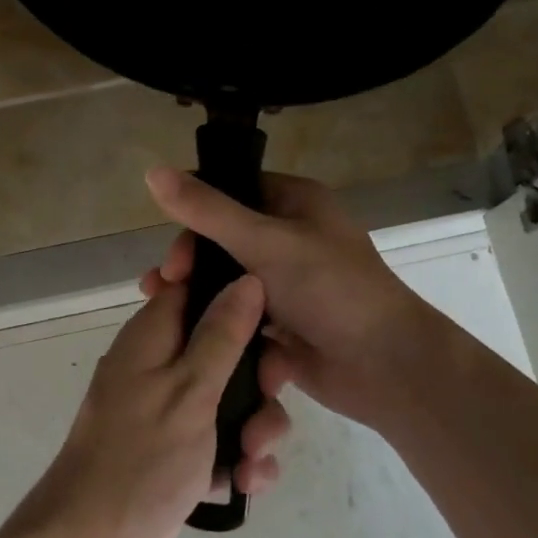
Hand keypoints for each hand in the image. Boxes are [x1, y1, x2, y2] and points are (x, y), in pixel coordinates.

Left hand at [11, 275, 291, 537]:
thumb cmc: (140, 457)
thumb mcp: (189, 390)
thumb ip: (221, 335)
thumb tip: (247, 280)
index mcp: (154, 336)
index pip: (197, 288)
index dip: (236, 294)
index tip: (273, 318)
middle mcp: (161, 365)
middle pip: (227, 346)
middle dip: (258, 376)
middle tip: (269, 395)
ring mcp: (171, 411)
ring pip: (233, 397)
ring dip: (256, 426)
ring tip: (251, 460)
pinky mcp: (181, 452)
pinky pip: (225, 440)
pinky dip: (241, 459)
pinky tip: (245, 484)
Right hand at [144, 167, 435, 433]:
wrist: (385, 366)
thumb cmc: (330, 290)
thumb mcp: (265, 242)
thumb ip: (207, 210)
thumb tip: (152, 171)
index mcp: (295, 202)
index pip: (230, 190)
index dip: (194, 213)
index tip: (174, 248)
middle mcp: (290, 236)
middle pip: (222, 237)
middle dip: (190, 260)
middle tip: (167, 284)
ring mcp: (287, 281)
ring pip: (227, 277)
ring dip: (196, 291)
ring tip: (163, 309)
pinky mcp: (283, 321)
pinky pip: (239, 312)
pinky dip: (218, 320)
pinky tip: (188, 335)